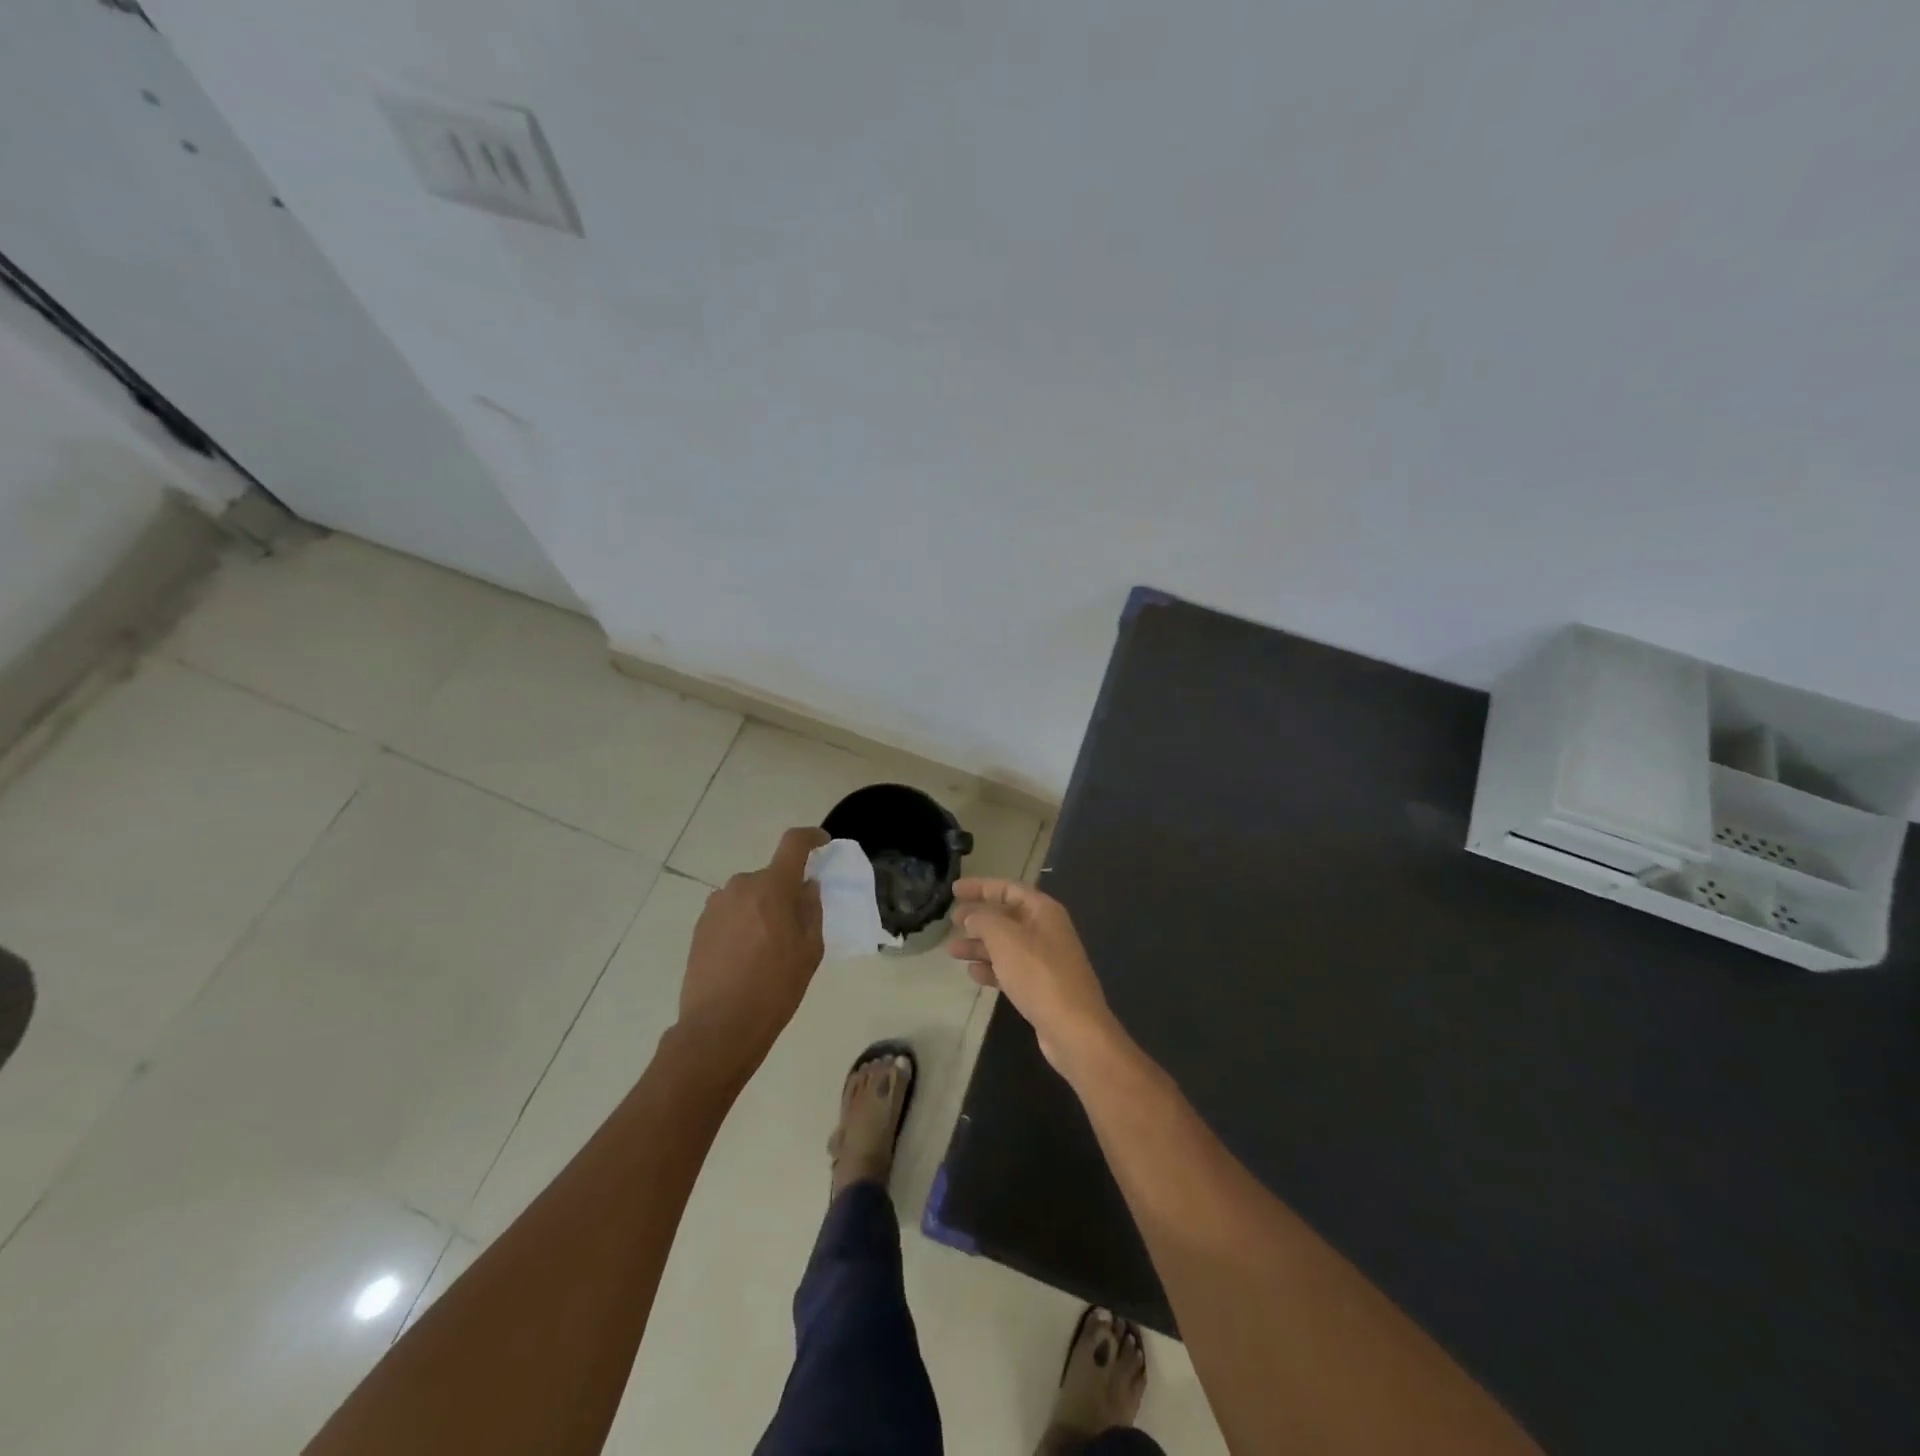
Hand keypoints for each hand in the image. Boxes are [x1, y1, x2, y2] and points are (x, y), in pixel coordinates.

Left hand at [679, 827, 827, 1074]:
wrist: (719, 1027)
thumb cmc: (775, 988)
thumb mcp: (810, 950)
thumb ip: (811, 909)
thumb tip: (806, 886)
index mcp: (772, 887)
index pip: (793, 844)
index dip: (811, 838)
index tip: (822, 843)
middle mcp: (740, 886)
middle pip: (770, 876)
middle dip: (785, 890)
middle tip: (796, 922)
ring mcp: (716, 906)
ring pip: (749, 895)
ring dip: (762, 908)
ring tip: (769, 946)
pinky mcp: (700, 927)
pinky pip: (731, 913)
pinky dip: (743, 923)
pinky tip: (747, 956)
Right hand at [948, 878, 1124, 1077]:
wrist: (1073, 1028)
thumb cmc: (1038, 974)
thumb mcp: (1005, 938)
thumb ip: (984, 920)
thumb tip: (971, 916)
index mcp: (1043, 910)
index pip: (1008, 888)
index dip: (980, 886)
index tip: (954, 890)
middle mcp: (1046, 930)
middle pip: (1006, 916)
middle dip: (978, 918)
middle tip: (951, 921)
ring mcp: (1045, 959)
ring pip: (1006, 944)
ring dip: (979, 945)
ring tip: (952, 951)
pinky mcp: (1041, 986)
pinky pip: (1011, 969)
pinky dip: (991, 968)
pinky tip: (973, 973)